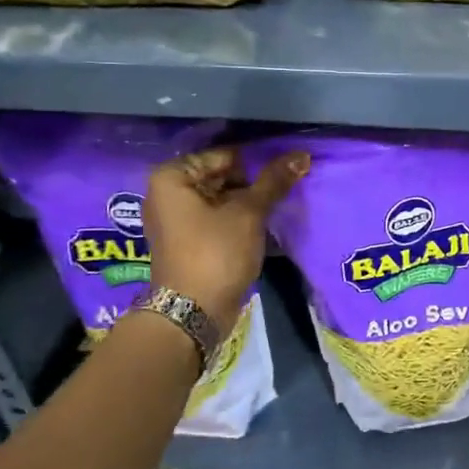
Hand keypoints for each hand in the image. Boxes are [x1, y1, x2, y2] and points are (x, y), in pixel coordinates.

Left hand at [144, 145, 308, 336]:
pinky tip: (265, 222)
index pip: (223, 155)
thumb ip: (274, 182)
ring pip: (220, 199)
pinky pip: (216, 219)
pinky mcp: (187, 241)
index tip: (284, 167)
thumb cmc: (215, 254)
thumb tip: (301, 155)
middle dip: (252, 182)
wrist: (193, 313)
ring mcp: (175, 220)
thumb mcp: (248, 213)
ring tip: (280, 202)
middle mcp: (167, 194)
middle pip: (220, 176)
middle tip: (286, 185)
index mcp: (172, 178)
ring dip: (248, 202)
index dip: (255, 160)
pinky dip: (238, 219)